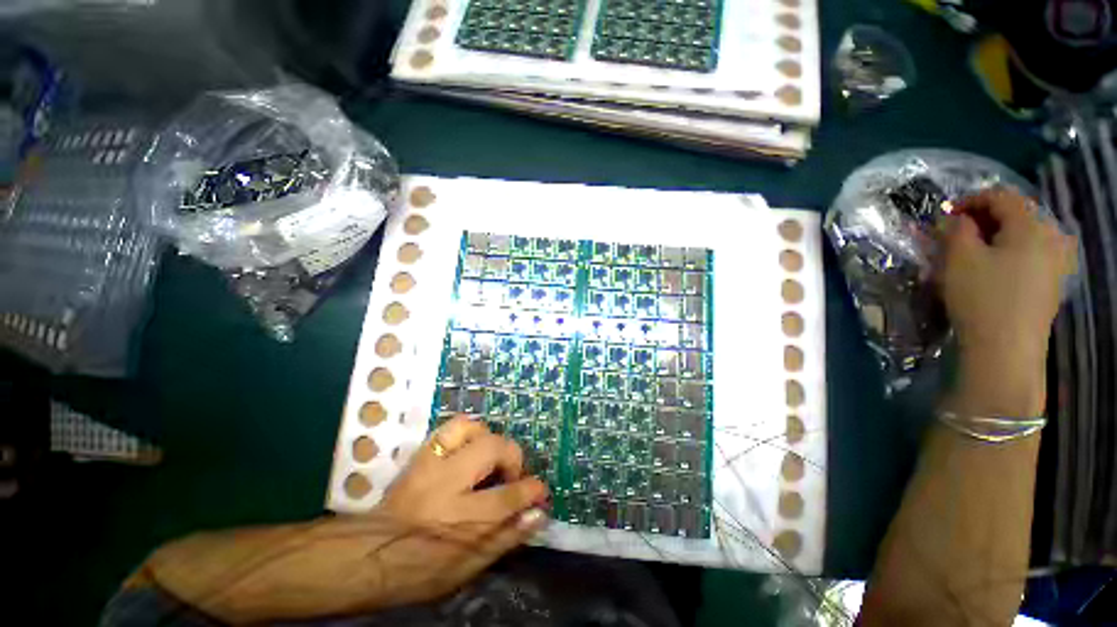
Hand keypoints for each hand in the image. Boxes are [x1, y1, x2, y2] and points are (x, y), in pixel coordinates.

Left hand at [375, 415, 549, 601]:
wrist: (364, 556)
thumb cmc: (419, 570)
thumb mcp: (466, 568)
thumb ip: (505, 538)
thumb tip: (538, 514)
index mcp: (460, 519)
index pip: (509, 496)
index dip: (532, 490)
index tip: (540, 490)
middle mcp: (448, 483)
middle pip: (494, 449)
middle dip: (513, 457)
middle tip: (512, 474)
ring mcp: (432, 464)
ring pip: (471, 429)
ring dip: (488, 439)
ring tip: (489, 457)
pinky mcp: (421, 455)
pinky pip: (449, 428)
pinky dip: (467, 432)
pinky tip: (469, 447)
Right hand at [939, 188, 1076, 414]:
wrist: (1006, 349)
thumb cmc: (981, 297)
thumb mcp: (958, 258)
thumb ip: (955, 229)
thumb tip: (954, 218)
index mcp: (1031, 225)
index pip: (1001, 196)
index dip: (970, 200)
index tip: (944, 215)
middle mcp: (1052, 236)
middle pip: (1016, 214)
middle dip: (983, 219)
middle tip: (956, 234)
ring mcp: (1057, 261)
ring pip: (1023, 235)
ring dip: (995, 236)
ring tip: (972, 251)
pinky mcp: (1053, 282)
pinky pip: (1031, 253)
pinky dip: (1009, 252)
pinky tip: (993, 267)